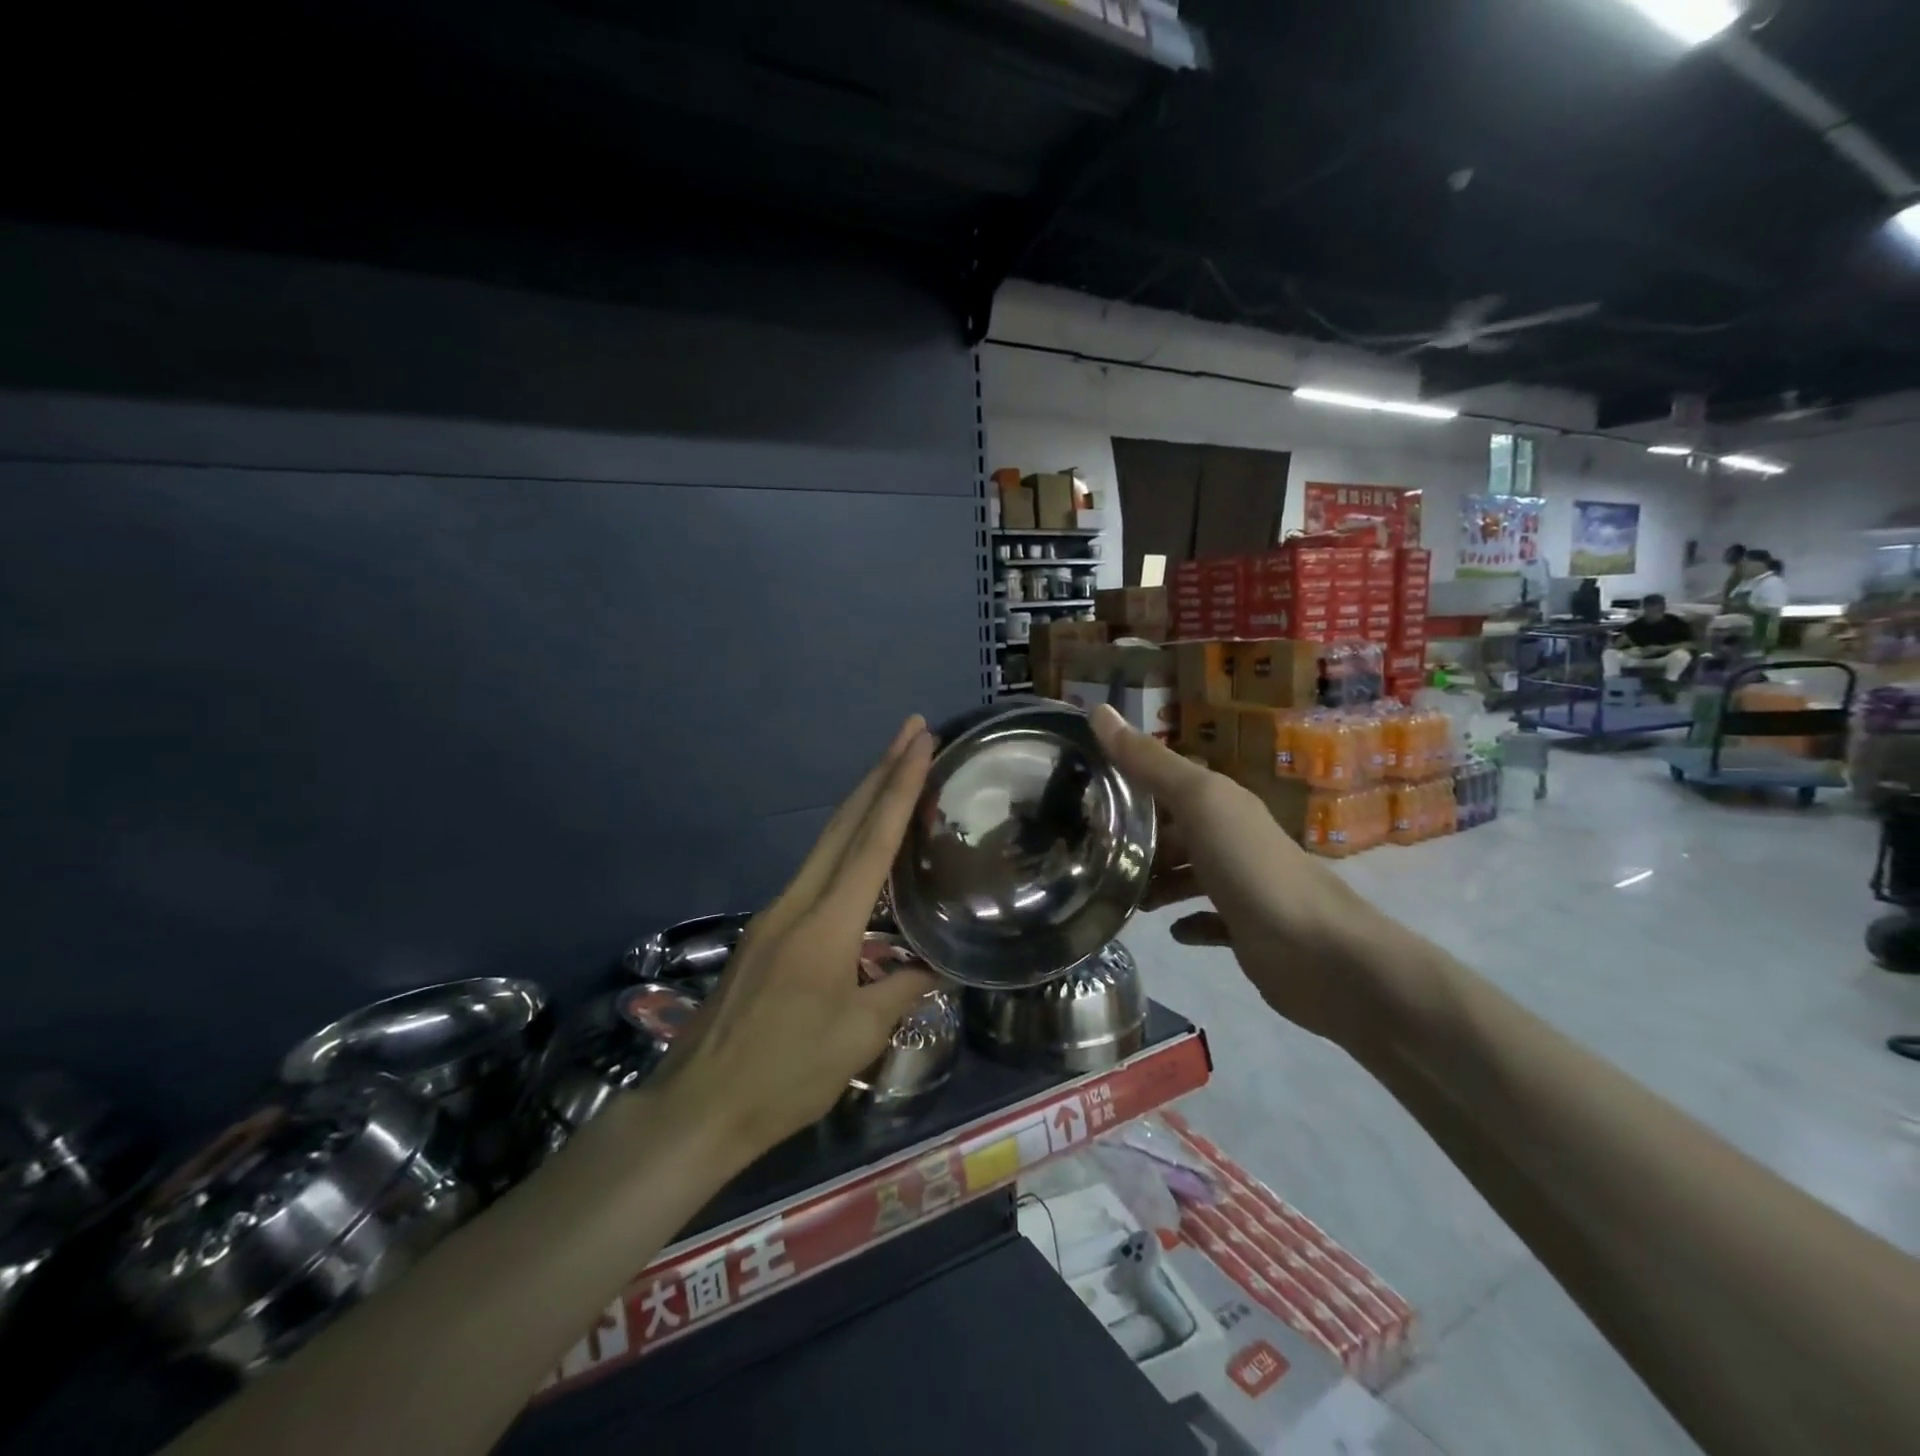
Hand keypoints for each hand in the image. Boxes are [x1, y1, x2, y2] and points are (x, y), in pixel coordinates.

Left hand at [651, 717, 941, 1163]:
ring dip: (861, 802)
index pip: (872, 842)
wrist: (699, 1106)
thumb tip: (935, 965)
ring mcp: (775, 913)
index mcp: (826, 924)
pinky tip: (861, 849)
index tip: (919, 741)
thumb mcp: (858, 1037)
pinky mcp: (765, 931)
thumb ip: (901, 989)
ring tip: (894, 774)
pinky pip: (815, 870)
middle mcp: (797, 902)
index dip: (899, 787)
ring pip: (826, 842)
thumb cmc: (786, 1075)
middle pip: (843, 823)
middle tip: (910, 730)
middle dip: (879, 772)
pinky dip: (845, 842)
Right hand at [1091, 705, 1384, 1050]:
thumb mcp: (1197, 802)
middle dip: (1137, 837)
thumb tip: (1099, 709)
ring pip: (1187, 874)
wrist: (1317, 950)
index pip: (1167, 779)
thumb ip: (1150, 762)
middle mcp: (1230, 836)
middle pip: (1175, 829)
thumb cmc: (1250, 867)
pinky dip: (1187, 921)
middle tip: (1089, 849)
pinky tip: (1169, 929)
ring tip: (1119, 892)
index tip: (1083, 788)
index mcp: (1220, 801)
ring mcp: (1239, 883)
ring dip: (1156, 881)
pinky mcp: (1244, 927)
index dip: (1129, 779)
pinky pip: (1207, 919)